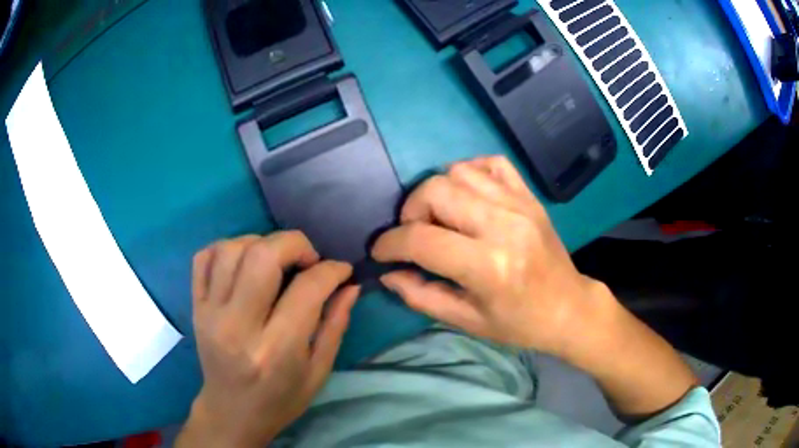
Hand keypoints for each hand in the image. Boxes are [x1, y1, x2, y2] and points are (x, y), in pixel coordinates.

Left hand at [177, 232, 358, 447]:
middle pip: (262, 255)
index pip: (307, 289)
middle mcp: (238, 326)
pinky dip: (226, 248)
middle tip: (308, 259)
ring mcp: (210, 313)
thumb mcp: (318, 371)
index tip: (342, 270)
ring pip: (231, 249)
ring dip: (261, 242)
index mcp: (276, 349)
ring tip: (276, 260)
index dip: (331, 270)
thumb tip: (349, 285)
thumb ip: (335, 325)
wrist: (231, 412)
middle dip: (294, 244)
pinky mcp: (195, 307)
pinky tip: (243, 262)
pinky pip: (203, 257)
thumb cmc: (280, 399)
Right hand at [372, 156, 608, 355]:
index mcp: (488, 266)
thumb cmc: (519, 323)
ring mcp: (520, 204)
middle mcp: (503, 225)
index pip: (421, 239)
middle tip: (414, 233)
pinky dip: (470, 172)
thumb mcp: (467, 321)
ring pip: (459, 171)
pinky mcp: (529, 196)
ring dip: (438, 191)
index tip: (381, 251)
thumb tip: (387, 273)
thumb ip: (421, 296)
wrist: (568, 307)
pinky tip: (468, 196)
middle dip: (411, 211)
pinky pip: (492, 163)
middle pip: (436, 191)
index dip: (390, 243)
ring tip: (441, 217)